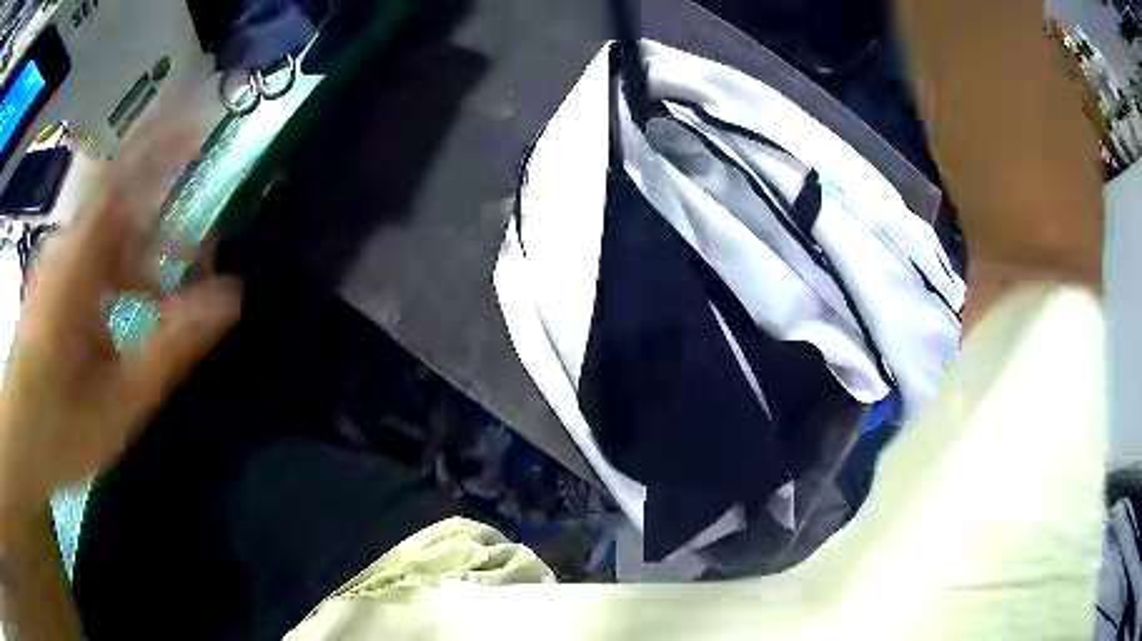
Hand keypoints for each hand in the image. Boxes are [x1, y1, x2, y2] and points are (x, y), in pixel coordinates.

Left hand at [0, 123, 242, 510]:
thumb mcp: (121, 400)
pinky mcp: (55, 277)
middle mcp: (66, 246)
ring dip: (146, 248)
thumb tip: (232, 296)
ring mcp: (58, 260)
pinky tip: (142, 299)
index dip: (162, 146)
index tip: (202, 132)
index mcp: (76, 265)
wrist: (21, 441)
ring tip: (176, 283)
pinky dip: (126, 265)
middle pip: (121, 202)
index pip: (124, 178)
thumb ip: (172, 346)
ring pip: (109, 230)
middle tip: (201, 245)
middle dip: (165, 212)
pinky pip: (97, 251)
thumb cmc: (61, 427)